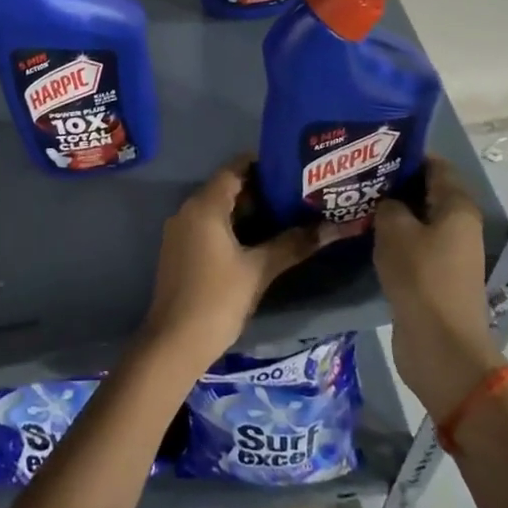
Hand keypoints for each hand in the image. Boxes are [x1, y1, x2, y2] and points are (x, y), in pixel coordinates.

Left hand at [139, 157, 332, 374]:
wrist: (174, 342)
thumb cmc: (217, 298)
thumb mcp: (259, 270)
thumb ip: (294, 244)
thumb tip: (333, 228)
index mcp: (204, 206)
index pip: (234, 169)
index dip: (262, 164)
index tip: (293, 167)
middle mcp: (188, 210)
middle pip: (227, 188)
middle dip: (261, 190)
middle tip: (297, 193)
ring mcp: (181, 232)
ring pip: (219, 209)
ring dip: (249, 211)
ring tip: (287, 214)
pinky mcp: (180, 251)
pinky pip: (209, 227)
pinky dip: (234, 227)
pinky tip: (260, 241)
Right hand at [373, 156, 501, 419]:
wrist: (440, 344)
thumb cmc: (420, 278)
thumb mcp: (395, 231)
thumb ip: (388, 206)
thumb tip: (387, 202)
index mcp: (457, 207)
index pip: (435, 165)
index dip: (406, 155)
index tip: (372, 149)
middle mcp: (458, 226)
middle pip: (426, 192)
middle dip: (394, 183)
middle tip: (356, 176)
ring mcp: (448, 253)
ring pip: (417, 221)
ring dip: (391, 213)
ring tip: (354, 202)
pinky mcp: (435, 276)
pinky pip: (413, 246)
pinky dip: (393, 239)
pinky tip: (364, 235)